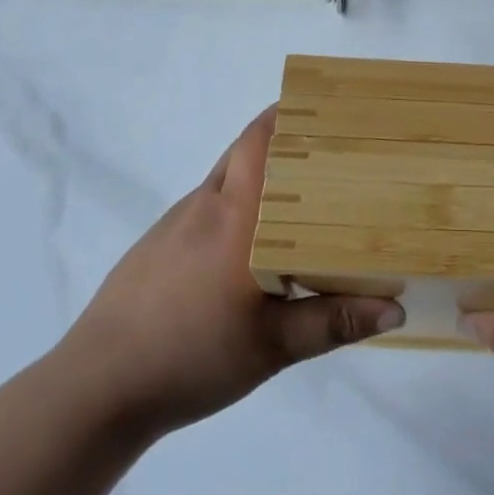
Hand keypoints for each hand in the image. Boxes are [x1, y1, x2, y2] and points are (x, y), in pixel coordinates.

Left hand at [57, 106, 403, 434]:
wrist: (97, 387)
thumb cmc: (190, 356)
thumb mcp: (271, 347)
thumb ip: (332, 322)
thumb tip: (397, 306)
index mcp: (236, 215)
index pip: (260, 139)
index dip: (289, 113)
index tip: (326, 107)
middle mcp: (207, 203)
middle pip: (246, 149)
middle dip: (284, 140)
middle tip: (329, 153)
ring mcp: (177, 221)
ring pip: (226, 177)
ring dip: (260, 174)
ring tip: (301, 197)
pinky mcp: (158, 243)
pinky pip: (207, 206)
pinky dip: (235, 204)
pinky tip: (249, 246)